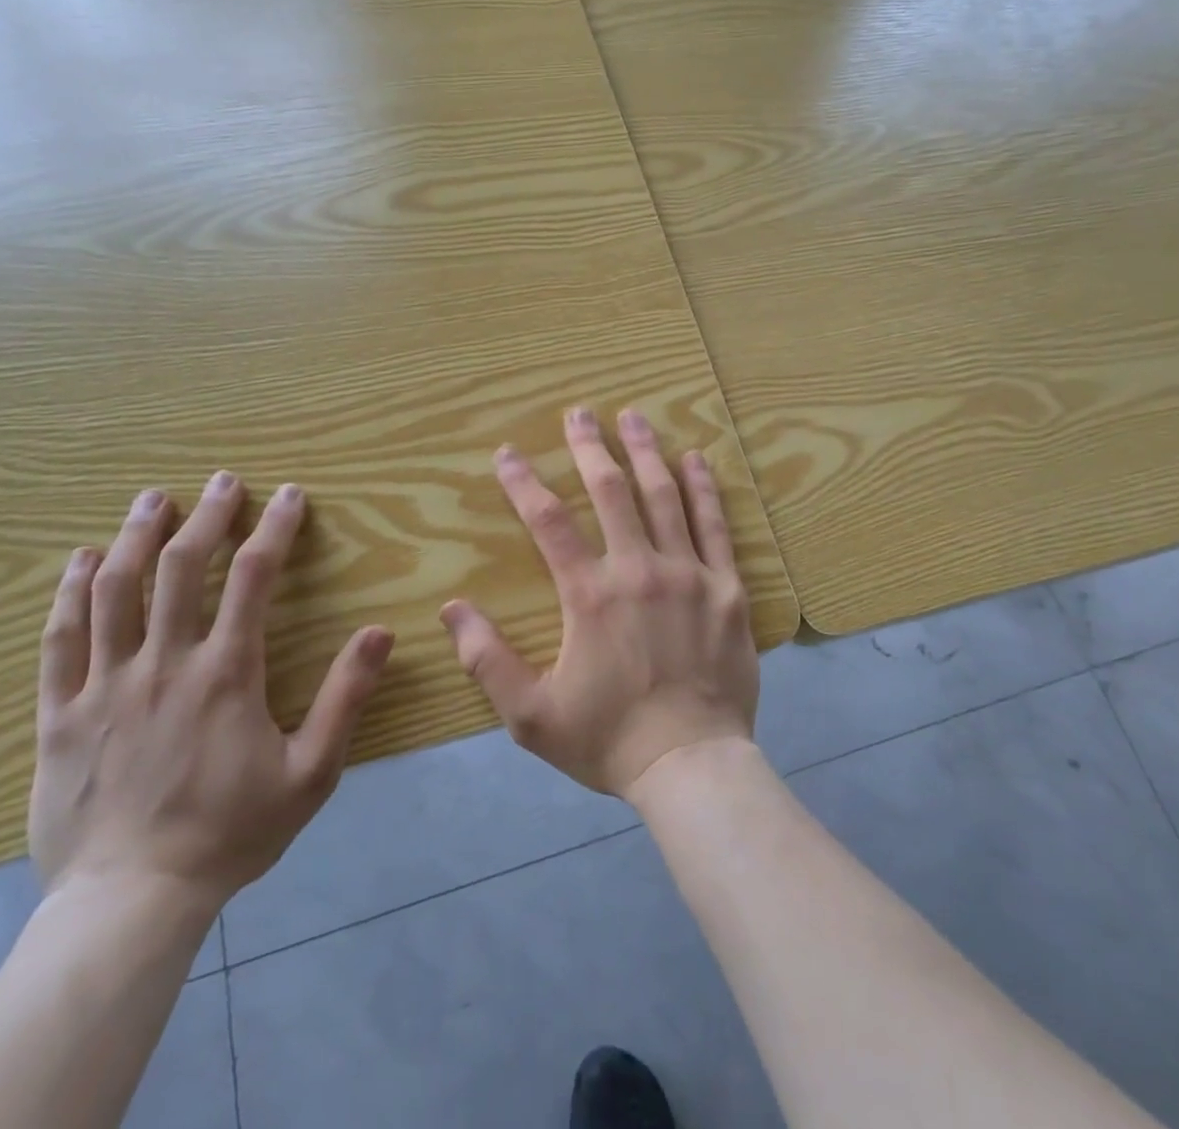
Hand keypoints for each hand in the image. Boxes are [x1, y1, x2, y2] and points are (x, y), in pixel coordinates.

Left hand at [28, 473, 393, 912]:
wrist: (130, 903)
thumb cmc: (230, 833)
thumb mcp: (312, 772)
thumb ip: (346, 698)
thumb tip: (380, 632)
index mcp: (225, 673)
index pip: (252, 578)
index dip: (273, 529)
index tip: (288, 495)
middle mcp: (163, 663)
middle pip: (180, 567)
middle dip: (207, 515)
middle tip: (222, 480)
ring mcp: (104, 686)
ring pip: (114, 590)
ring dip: (136, 536)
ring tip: (152, 498)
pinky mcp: (59, 715)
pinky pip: (59, 639)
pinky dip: (70, 592)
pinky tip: (82, 560)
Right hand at [442, 407, 758, 798]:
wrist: (691, 765)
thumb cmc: (608, 740)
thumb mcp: (531, 715)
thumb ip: (487, 660)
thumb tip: (450, 608)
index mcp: (590, 595)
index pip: (548, 522)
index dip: (523, 483)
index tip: (507, 453)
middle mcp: (639, 569)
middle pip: (610, 492)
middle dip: (590, 447)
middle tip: (579, 413)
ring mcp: (689, 574)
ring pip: (664, 496)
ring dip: (645, 452)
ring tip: (633, 416)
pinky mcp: (727, 587)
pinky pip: (716, 525)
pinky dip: (704, 488)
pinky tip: (694, 459)